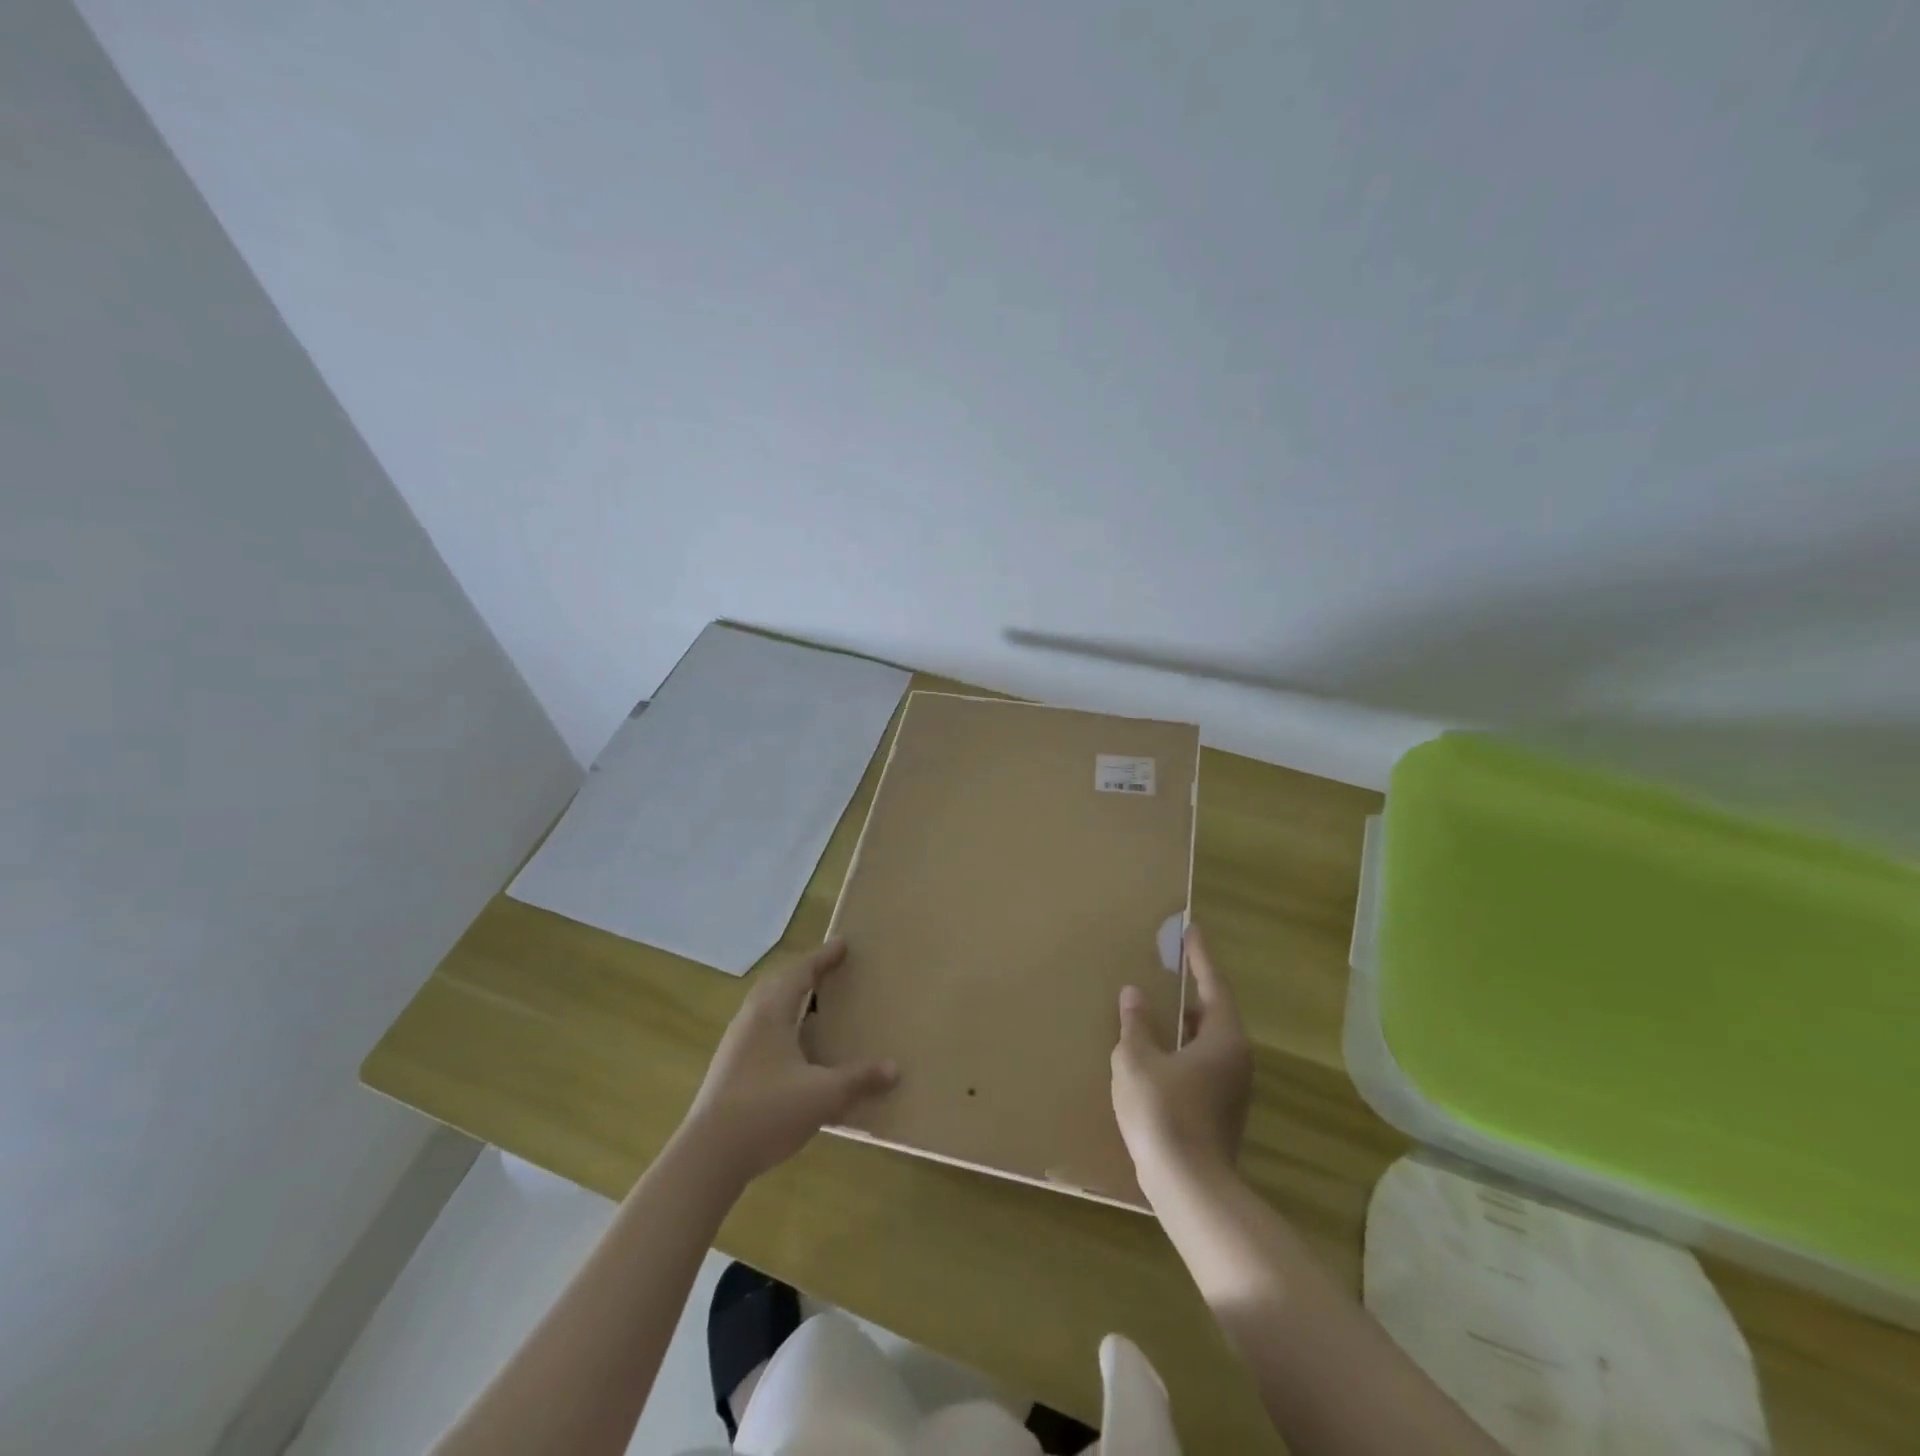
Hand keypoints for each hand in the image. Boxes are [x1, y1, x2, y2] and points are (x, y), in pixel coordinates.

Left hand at [679, 939, 898, 1185]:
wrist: (708, 1157)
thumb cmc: (767, 1112)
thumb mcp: (823, 1096)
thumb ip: (859, 1080)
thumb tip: (894, 1069)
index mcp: (771, 1013)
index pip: (800, 972)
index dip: (822, 957)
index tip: (842, 944)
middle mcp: (750, 1019)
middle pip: (777, 983)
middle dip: (803, 973)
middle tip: (828, 971)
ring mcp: (735, 1044)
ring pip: (764, 1006)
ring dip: (788, 997)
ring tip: (813, 1006)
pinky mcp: (728, 1068)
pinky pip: (759, 1029)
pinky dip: (780, 1022)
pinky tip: (793, 1048)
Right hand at [1111, 924, 1252, 1203]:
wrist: (1189, 1188)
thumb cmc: (1163, 1112)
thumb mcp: (1137, 1060)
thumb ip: (1135, 1024)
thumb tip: (1134, 994)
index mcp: (1222, 1037)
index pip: (1213, 984)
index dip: (1200, 956)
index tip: (1191, 930)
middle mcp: (1236, 1058)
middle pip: (1213, 1013)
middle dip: (1188, 992)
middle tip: (1166, 970)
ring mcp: (1232, 1089)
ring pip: (1206, 1043)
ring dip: (1182, 1025)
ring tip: (1154, 1011)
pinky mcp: (1221, 1112)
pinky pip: (1200, 1065)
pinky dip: (1180, 1051)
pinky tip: (1154, 1055)